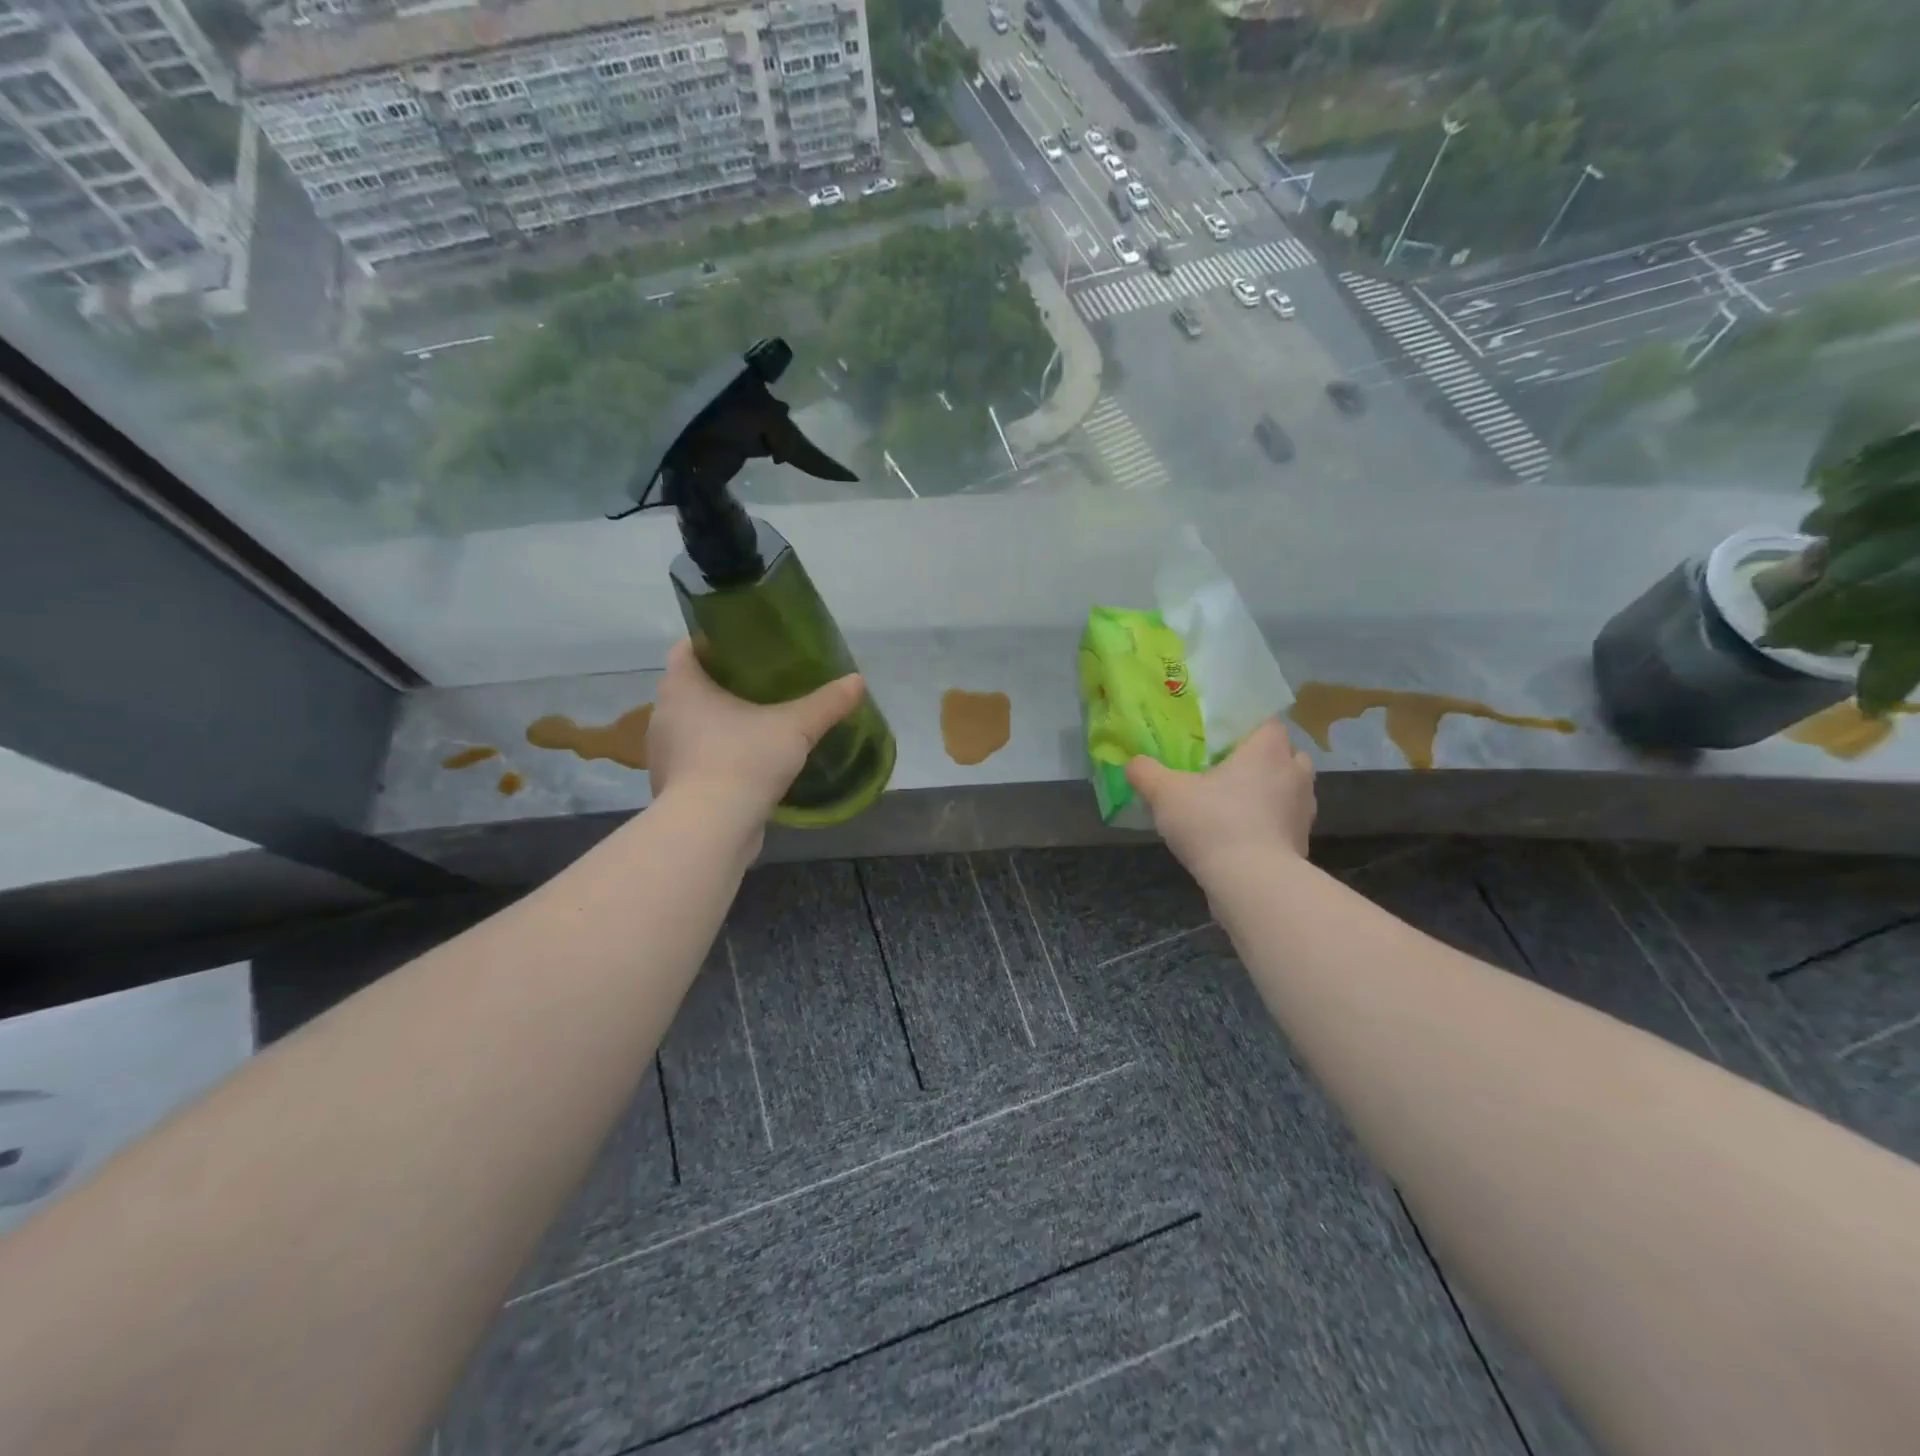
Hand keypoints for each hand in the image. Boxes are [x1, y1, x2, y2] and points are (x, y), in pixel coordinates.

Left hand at [647, 639, 865, 825]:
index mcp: (682, 687)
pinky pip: (696, 759)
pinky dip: (716, 756)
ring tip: (758, 723)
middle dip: (722, 684)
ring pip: (693, 726)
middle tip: (762, 683)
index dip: (712, 642)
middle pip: (691, 688)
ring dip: (719, 723)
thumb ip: (826, 703)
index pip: (687, 648)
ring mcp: (664, 754)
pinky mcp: (673, 787)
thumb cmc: (744, 760)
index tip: (745, 647)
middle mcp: (663, 715)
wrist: (710, 829)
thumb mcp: (795, 727)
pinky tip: (746, 763)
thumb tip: (857, 681)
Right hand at [1124, 718, 1315, 881]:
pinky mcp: (1302, 842)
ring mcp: (1304, 810)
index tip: (1225, 739)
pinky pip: (1286, 822)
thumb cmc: (1213, 823)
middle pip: (1287, 755)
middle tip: (1232, 769)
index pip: (1269, 723)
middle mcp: (1294, 774)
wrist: (1253, 883)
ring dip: (1270, 793)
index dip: (1248, 728)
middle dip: (1265, 759)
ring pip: (1290, 790)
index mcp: (1266, 750)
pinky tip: (1242, 836)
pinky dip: (1270, 825)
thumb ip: (1146, 773)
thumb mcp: (1165, 794)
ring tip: (1237, 804)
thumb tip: (1132, 763)